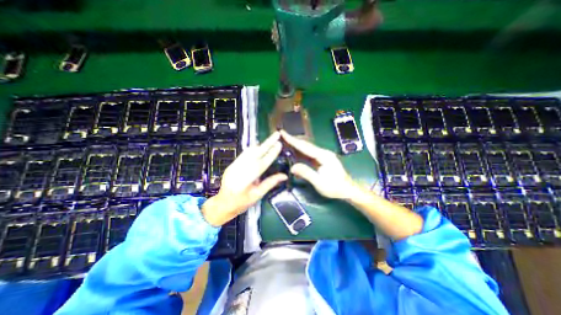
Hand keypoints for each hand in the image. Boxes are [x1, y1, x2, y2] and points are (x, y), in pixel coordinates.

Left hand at [202, 131, 286, 224]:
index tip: (279, 144)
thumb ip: (270, 183)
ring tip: (271, 139)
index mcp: (247, 180)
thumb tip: (284, 176)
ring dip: (261, 145)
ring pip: (249, 151)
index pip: (262, 163)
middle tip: (276, 134)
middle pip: (255, 152)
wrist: (222, 204)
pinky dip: (253, 149)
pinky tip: (260, 147)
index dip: (272, 153)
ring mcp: (234, 166)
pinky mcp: (232, 164)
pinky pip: (244, 154)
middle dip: (267, 142)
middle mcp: (239, 170)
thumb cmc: (241, 203)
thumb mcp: (257, 195)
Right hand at [279, 130, 354, 199]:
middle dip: (293, 140)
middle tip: (281, 136)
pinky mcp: (322, 159)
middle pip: (305, 145)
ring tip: (284, 142)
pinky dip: (300, 152)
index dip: (292, 140)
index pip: (305, 146)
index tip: (283, 133)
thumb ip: (306, 173)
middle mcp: (323, 152)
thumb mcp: (320, 183)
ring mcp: (323, 155)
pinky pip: (308, 154)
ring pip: (306, 149)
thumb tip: (292, 167)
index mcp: (323, 156)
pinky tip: (293, 152)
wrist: (348, 190)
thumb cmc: (335, 187)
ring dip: (295, 145)